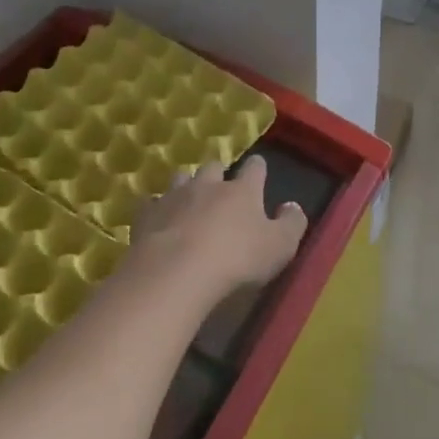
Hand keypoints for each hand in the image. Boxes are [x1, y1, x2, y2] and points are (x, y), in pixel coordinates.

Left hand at [129, 156, 306, 296]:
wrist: (177, 272)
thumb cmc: (237, 260)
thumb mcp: (280, 247)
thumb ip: (291, 224)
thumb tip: (292, 206)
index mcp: (243, 190)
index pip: (255, 168)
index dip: (258, 168)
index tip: (258, 170)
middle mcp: (208, 185)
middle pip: (214, 167)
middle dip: (219, 173)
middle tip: (221, 188)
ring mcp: (174, 197)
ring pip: (181, 178)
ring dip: (186, 185)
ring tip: (188, 198)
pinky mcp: (146, 215)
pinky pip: (150, 203)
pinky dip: (155, 208)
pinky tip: (156, 219)